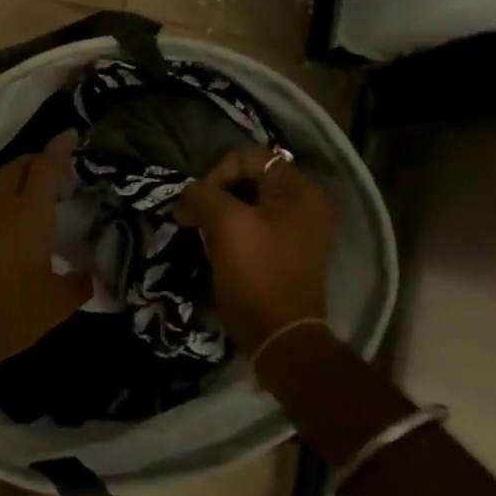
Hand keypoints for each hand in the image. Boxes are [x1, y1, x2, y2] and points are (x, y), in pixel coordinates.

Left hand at [0, 131, 91, 376]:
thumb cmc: (8, 313)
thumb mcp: (55, 305)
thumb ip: (78, 285)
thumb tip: (92, 276)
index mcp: (28, 214)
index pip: (46, 168)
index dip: (60, 148)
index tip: (72, 133)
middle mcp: (1, 208)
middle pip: (17, 167)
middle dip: (36, 160)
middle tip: (57, 168)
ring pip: (0, 187)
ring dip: (19, 184)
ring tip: (40, 201)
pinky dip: (6, 207)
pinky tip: (16, 232)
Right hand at [177, 146, 335, 352]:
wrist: (279, 337)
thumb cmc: (256, 273)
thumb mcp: (226, 224)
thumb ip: (203, 195)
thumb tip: (188, 194)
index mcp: (300, 192)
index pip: (250, 157)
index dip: (218, 173)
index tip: (200, 202)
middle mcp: (307, 204)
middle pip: (251, 178)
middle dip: (218, 193)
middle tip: (196, 216)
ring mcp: (299, 230)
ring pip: (250, 202)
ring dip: (222, 212)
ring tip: (203, 231)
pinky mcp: (288, 252)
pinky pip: (255, 225)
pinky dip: (233, 229)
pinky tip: (217, 246)